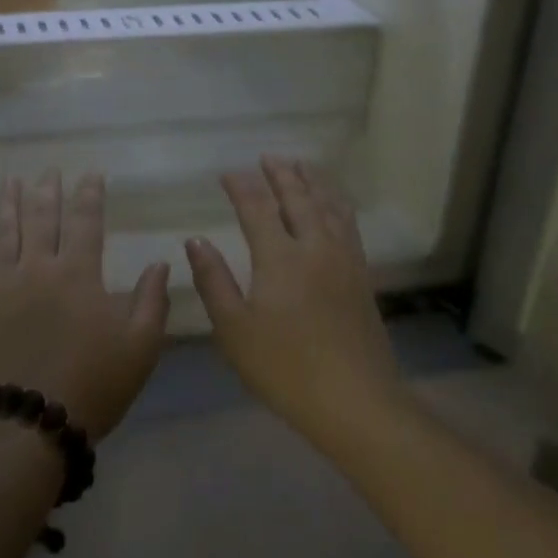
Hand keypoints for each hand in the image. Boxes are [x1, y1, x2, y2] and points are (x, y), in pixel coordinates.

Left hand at [0, 171, 170, 442]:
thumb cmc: (93, 384)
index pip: (85, 221)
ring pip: (2, 233)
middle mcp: (37, 269)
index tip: (92, 174)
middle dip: (46, 191)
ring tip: (9, 182)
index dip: (90, 194)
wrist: (29, 423)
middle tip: (48, 171)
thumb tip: (160, 263)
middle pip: (40, 218)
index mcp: (78, 274)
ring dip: (6, 204)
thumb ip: (152, 301)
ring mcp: (1, 286)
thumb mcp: (140, 347)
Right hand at [184, 157, 400, 448]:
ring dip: (313, 182)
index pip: (257, 208)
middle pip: (298, 199)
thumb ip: (214, 280)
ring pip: (329, 207)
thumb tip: (196, 241)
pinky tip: (335, 205)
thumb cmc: (284, 368)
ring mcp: (344, 260)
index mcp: (280, 258)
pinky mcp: (362, 276)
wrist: (355, 401)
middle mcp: (315, 247)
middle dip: (281, 175)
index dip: (241, 186)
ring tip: (302, 166)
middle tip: (268, 157)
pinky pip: (349, 225)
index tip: (227, 172)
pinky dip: (337, 204)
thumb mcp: (234, 329)